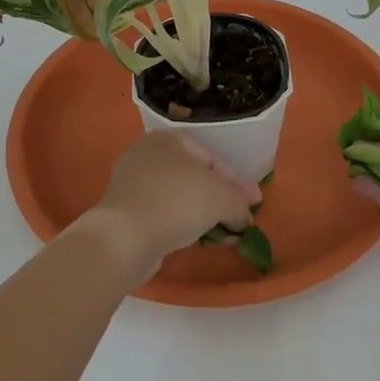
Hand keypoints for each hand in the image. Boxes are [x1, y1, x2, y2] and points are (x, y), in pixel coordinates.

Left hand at [82, 132, 261, 283]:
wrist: (126, 236)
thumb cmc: (178, 201)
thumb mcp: (223, 198)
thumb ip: (240, 203)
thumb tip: (244, 218)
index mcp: (167, 139)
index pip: (212, 158)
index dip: (237, 182)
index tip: (255, 203)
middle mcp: (146, 155)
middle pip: (195, 177)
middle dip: (221, 199)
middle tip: (242, 218)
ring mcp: (132, 185)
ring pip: (179, 198)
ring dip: (204, 215)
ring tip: (225, 234)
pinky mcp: (125, 213)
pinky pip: (164, 215)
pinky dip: (184, 225)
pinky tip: (200, 241)